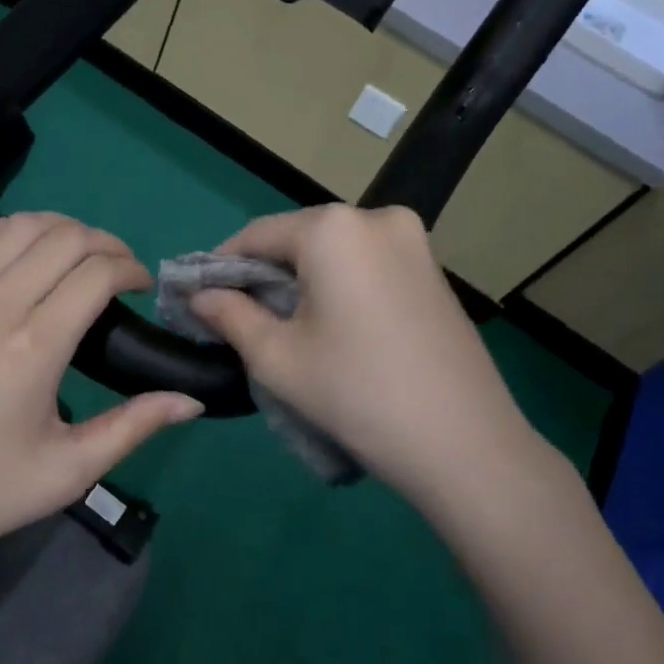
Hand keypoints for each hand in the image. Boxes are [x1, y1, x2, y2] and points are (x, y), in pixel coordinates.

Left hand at [0, 212, 202, 569]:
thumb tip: (190, 400)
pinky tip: (21, 248)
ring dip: (59, 227)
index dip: (130, 269)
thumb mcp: (68, 471)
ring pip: (16, 227)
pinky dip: (7, 230)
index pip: (95, 273)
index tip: (144, 288)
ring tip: (79, 253)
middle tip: (122, 271)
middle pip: (62, 238)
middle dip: (105, 242)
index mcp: (35, 346)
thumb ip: (133, 427)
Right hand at [189, 204, 552, 508]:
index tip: (199, 300)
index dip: (221, 266)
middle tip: (239, 319)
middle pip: (297, 239)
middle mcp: (376, 218)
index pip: (256, 234)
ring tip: (284, 328)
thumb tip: (200, 295)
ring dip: (301, 281)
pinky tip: (332, 328)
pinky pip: (367, 265)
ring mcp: (413, 242)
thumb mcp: (276, 356)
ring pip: (333, 253)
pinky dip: (338, 286)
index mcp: (332, 229)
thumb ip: (229, 314)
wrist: (464, 445)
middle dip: (263, 275)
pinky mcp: (433, 271)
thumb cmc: (356, 393)